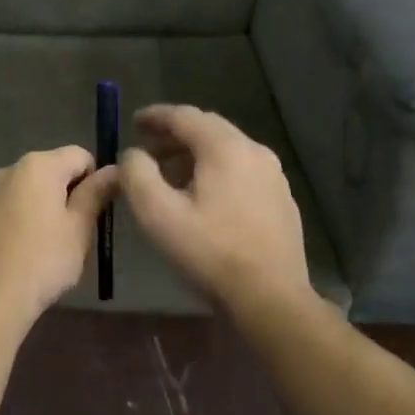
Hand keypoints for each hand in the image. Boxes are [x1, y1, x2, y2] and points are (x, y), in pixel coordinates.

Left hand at [0, 147, 120, 323]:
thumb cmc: (43, 261)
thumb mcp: (79, 229)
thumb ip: (95, 194)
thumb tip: (114, 170)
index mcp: (38, 166)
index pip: (79, 156)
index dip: (94, 179)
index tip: (95, 211)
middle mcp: (8, 169)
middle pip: (49, 170)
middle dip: (65, 194)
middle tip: (73, 233)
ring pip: (24, 190)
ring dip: (39, 206)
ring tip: (43, 246)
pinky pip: (3, 207)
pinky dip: (15, 219)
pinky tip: (17, 251)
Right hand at [118, 105, 317, 317]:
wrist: (271, 298)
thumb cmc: (210, 252)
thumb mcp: (157, 213)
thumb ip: (136, 174)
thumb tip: (133, 154)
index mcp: (225, 148)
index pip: (184, 115)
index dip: (155, 116)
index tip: (133, 122)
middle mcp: (254, 151)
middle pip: (208, 129)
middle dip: (174, 135)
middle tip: (147, 148)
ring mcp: (273, 175)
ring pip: (226, 150)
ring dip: (194, 154)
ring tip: (169, 174)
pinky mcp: (281, 198)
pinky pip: (241, 170)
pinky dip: (215, 171)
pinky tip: (202, 197)